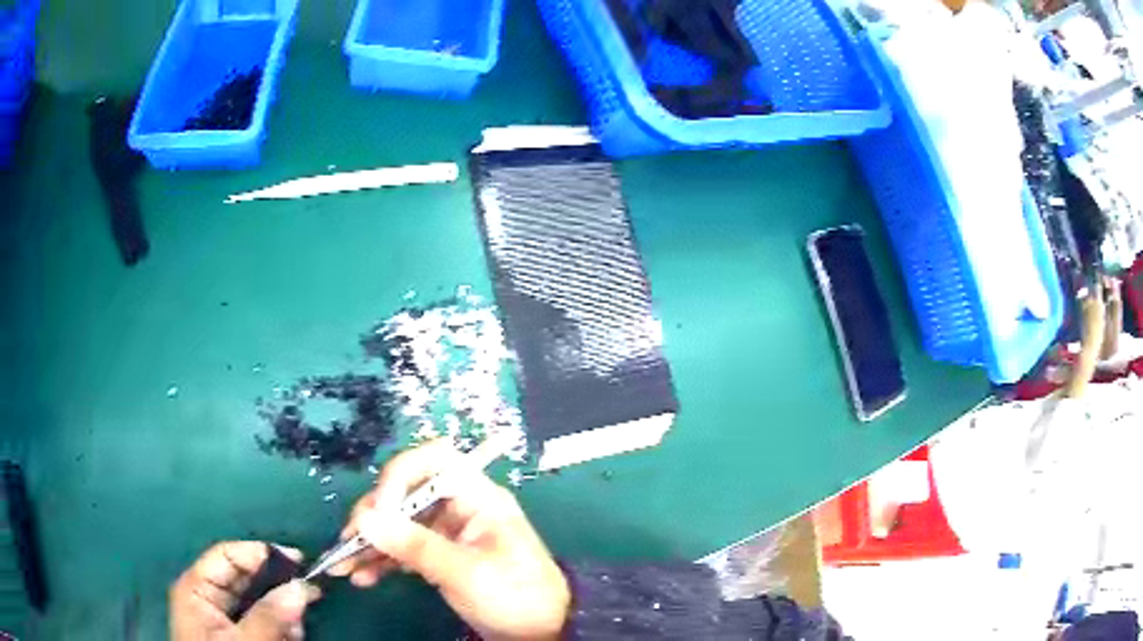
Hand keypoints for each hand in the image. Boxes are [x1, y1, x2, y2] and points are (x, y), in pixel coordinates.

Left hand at [170, 542, 320, 640]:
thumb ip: (269, 616)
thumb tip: (301, 587)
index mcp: (197, 588)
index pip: (227, 555)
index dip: (260, 553)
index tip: (298, 560)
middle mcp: (207, 596)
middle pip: (245, 577)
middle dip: (277, 585)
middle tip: (310, 592)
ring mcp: (222, 618)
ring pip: (258, 601)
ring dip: (282, 610)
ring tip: (297, 627)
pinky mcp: (238, 636)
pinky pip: (262, 621)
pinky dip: (280, 626)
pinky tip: (291, 634)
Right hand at [333, 440, 570, 640]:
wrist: (544, 632)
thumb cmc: (515, 596)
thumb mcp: (465, 572)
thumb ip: (415, 546)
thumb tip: (365, 519)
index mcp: (477, 497)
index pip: (435, 460)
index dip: (401, 475)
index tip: (380, 509)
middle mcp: (460, 508)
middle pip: (407, 493)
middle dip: (374, 515)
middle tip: (349, 540)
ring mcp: (448, 533)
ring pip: (399, 523)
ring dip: (369, 542)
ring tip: (343, 563)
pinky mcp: (441, 557)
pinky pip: (405, 549)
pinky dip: (382, 560)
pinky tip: (362, 576)